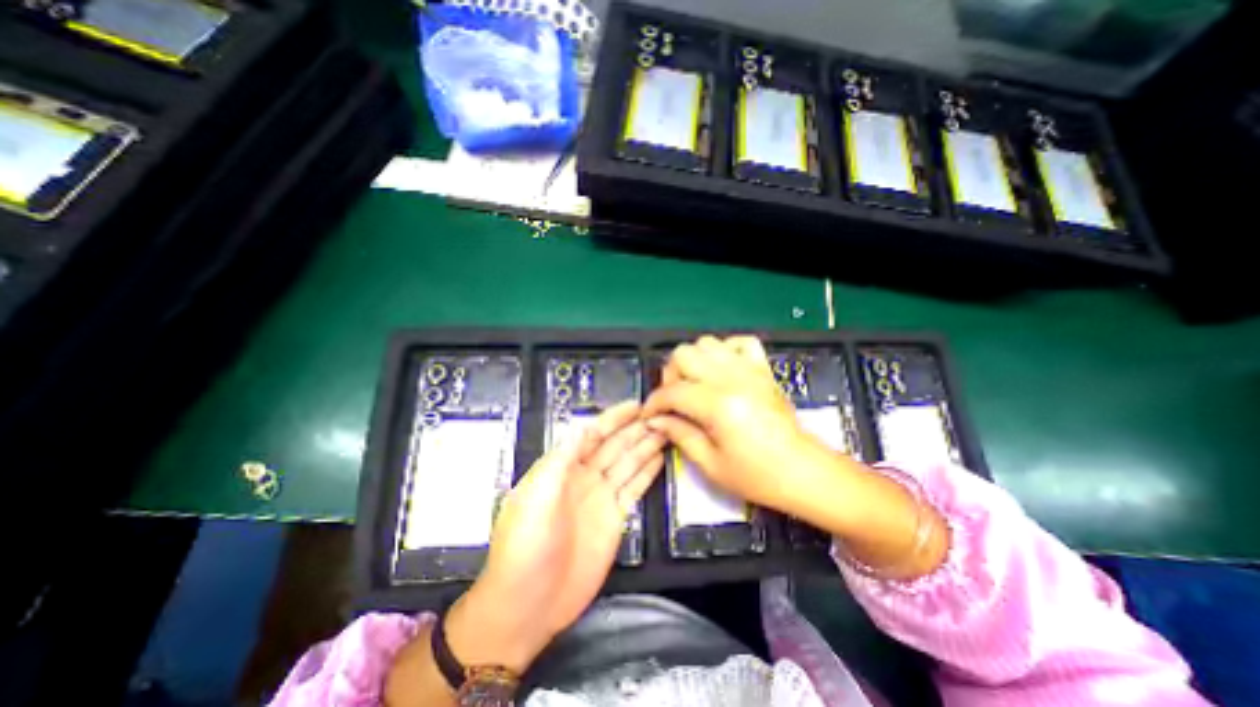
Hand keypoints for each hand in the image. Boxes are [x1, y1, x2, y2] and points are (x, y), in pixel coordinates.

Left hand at [443, 402, 661, 674]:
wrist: (528, 605)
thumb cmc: (526, 546)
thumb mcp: (536, 497)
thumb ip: (561, 460)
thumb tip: (583, 427)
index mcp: (562, 468)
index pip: (592, 434)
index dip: (614, 419)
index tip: (636, 405)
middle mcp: (583, 477)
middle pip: (614, 446)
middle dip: (635, 429)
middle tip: (660, 414)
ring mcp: (600, 498)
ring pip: (627, 463)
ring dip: (645, 447)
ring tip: (665, 430)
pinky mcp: (615, 519)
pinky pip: (634, 488)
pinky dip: (647, 473)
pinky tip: (659, 458)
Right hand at [645, 334, 949, 576]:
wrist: (803, 472)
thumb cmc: (758, 476)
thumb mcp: (711, 464)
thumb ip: (679, 434)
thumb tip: (655, 420)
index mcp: (718, 404)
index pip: (672, 391)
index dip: (654, 403)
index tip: (650, 415)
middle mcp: (732, 378)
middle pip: (684, 354)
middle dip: (670, 376)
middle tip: (675, 400)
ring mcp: (750, 369)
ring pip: (707, 343)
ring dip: (694, 361)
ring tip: (695, 385)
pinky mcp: (763, 369)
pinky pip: (741, 342)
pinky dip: (725, 351)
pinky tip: (722, 371)